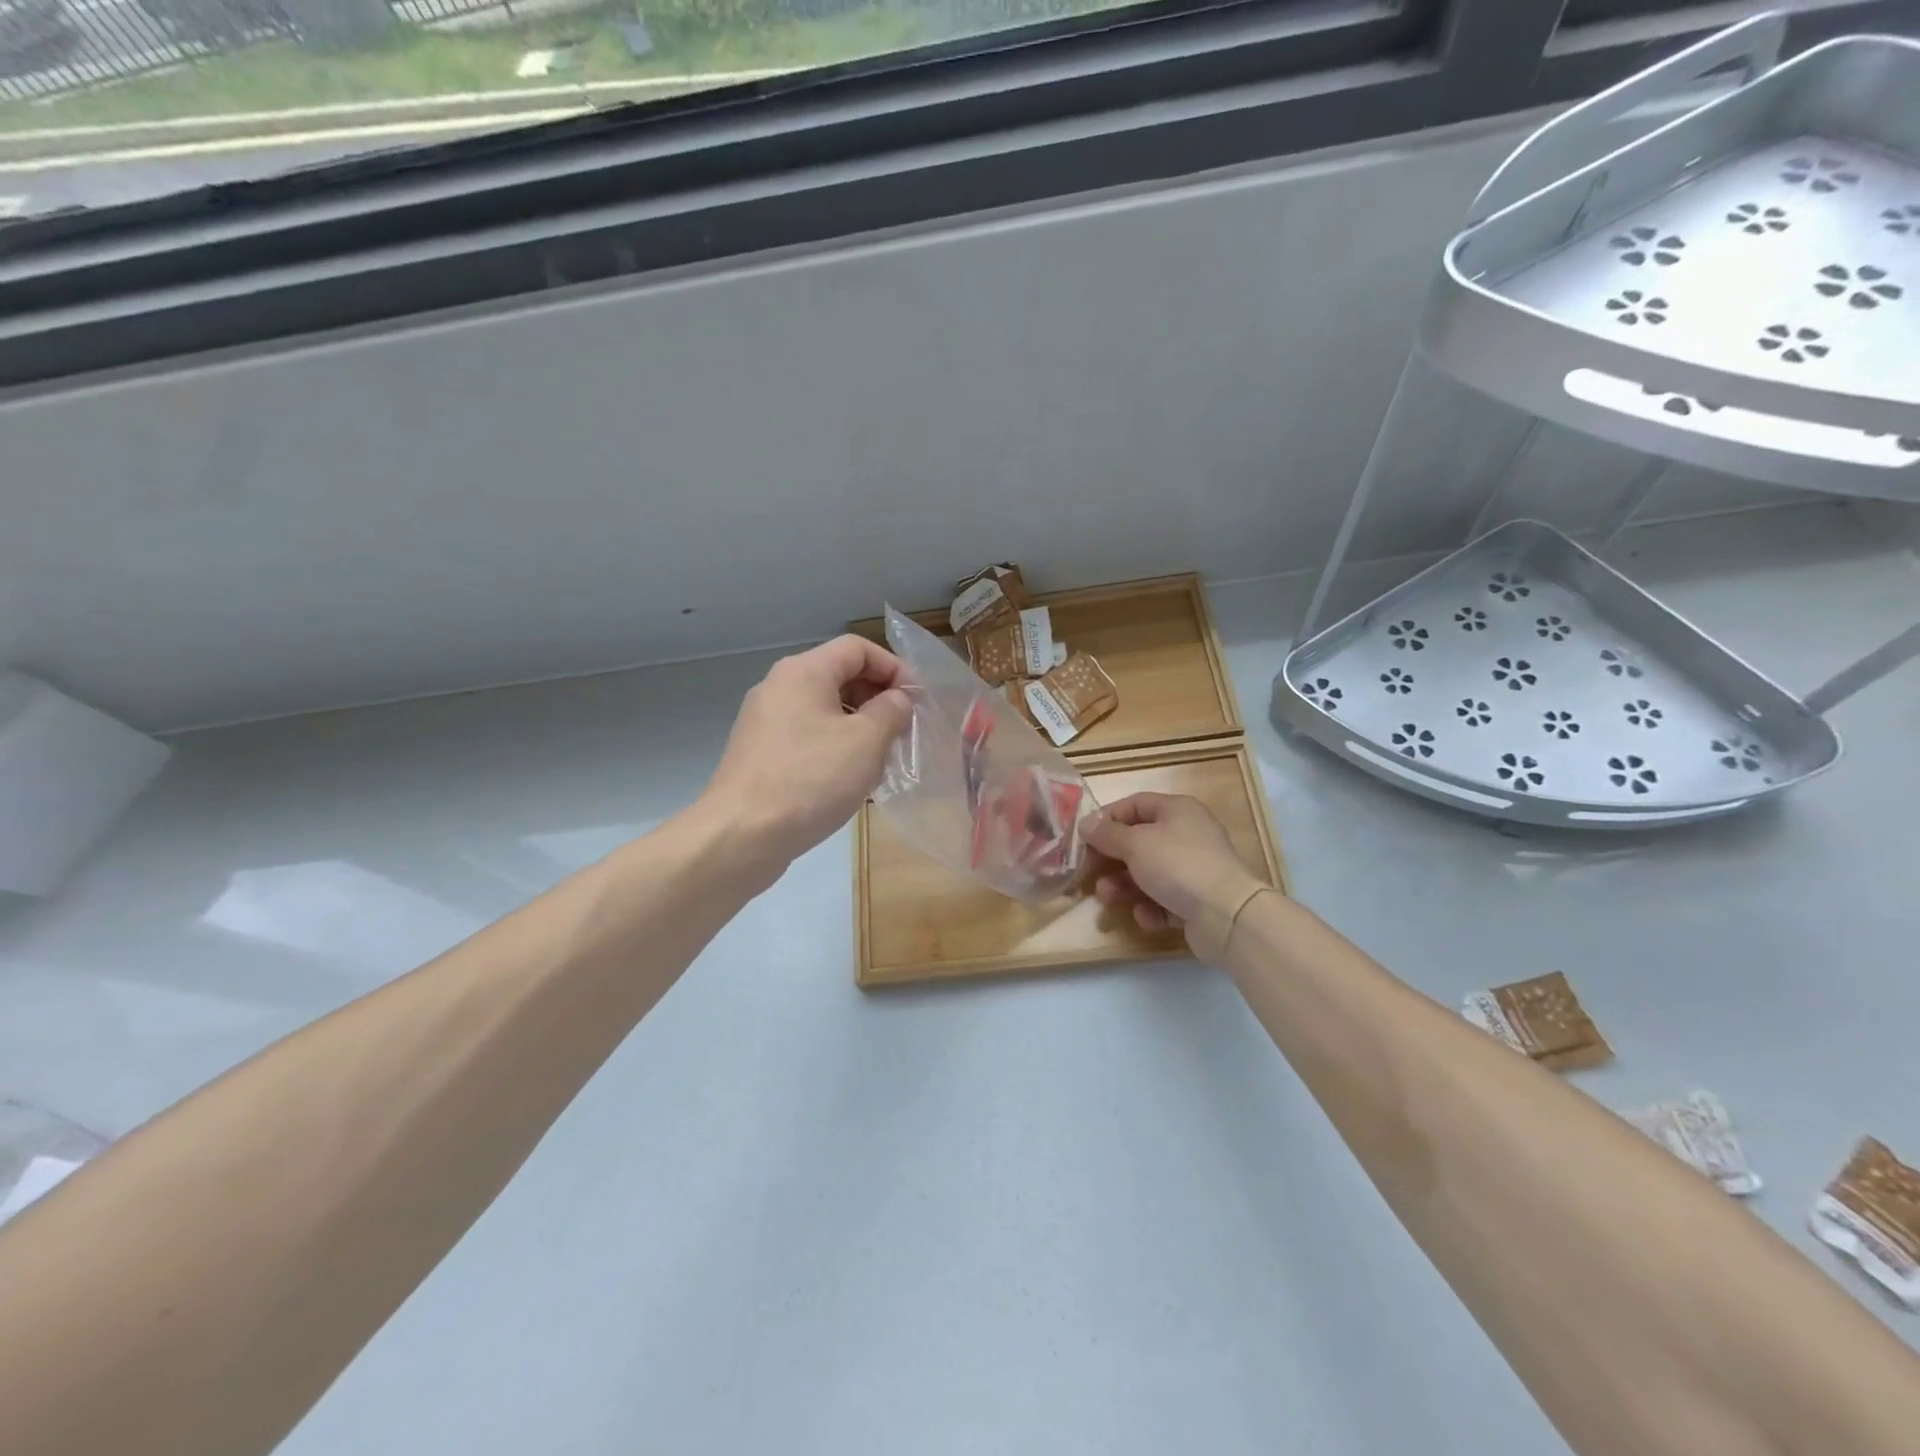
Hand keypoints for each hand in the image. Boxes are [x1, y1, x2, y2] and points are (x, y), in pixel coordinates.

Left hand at [700, 635, 912, 872]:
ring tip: (882, 760)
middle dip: (878, 698)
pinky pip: (807, 736)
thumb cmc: (810, 779)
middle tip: (903, 731)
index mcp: (803, 672)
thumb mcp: (866, 742)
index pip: (857, 648)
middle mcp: (779, 687)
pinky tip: (850, 780)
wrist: (740, 835)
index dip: (894, 667)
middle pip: (839, 675)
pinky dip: (835, 747)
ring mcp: (765, 721)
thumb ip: (891, 711)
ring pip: (824, 709)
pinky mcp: (760, 753)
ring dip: (859, 726)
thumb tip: (898, 698)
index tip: (917, 700)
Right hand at [1082, 792, 1270, 960]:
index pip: (1135, 804)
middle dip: (1112, 860)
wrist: (1226, 914)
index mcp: (1177, 810)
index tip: (1084, 836)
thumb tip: (1085, 823)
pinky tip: (1146, 916)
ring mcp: (1194, 869)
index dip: (1108, 818)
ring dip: (1124, 886)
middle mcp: (1187, 835)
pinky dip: (1150, 907)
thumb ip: (1107, 834)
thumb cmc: (1176, 864)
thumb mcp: (1135, 844)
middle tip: (1090, 873)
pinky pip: (1164, 899)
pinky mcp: (1197, 901)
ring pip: (1148, 874)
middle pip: (1139, 842)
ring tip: (1108, 899)